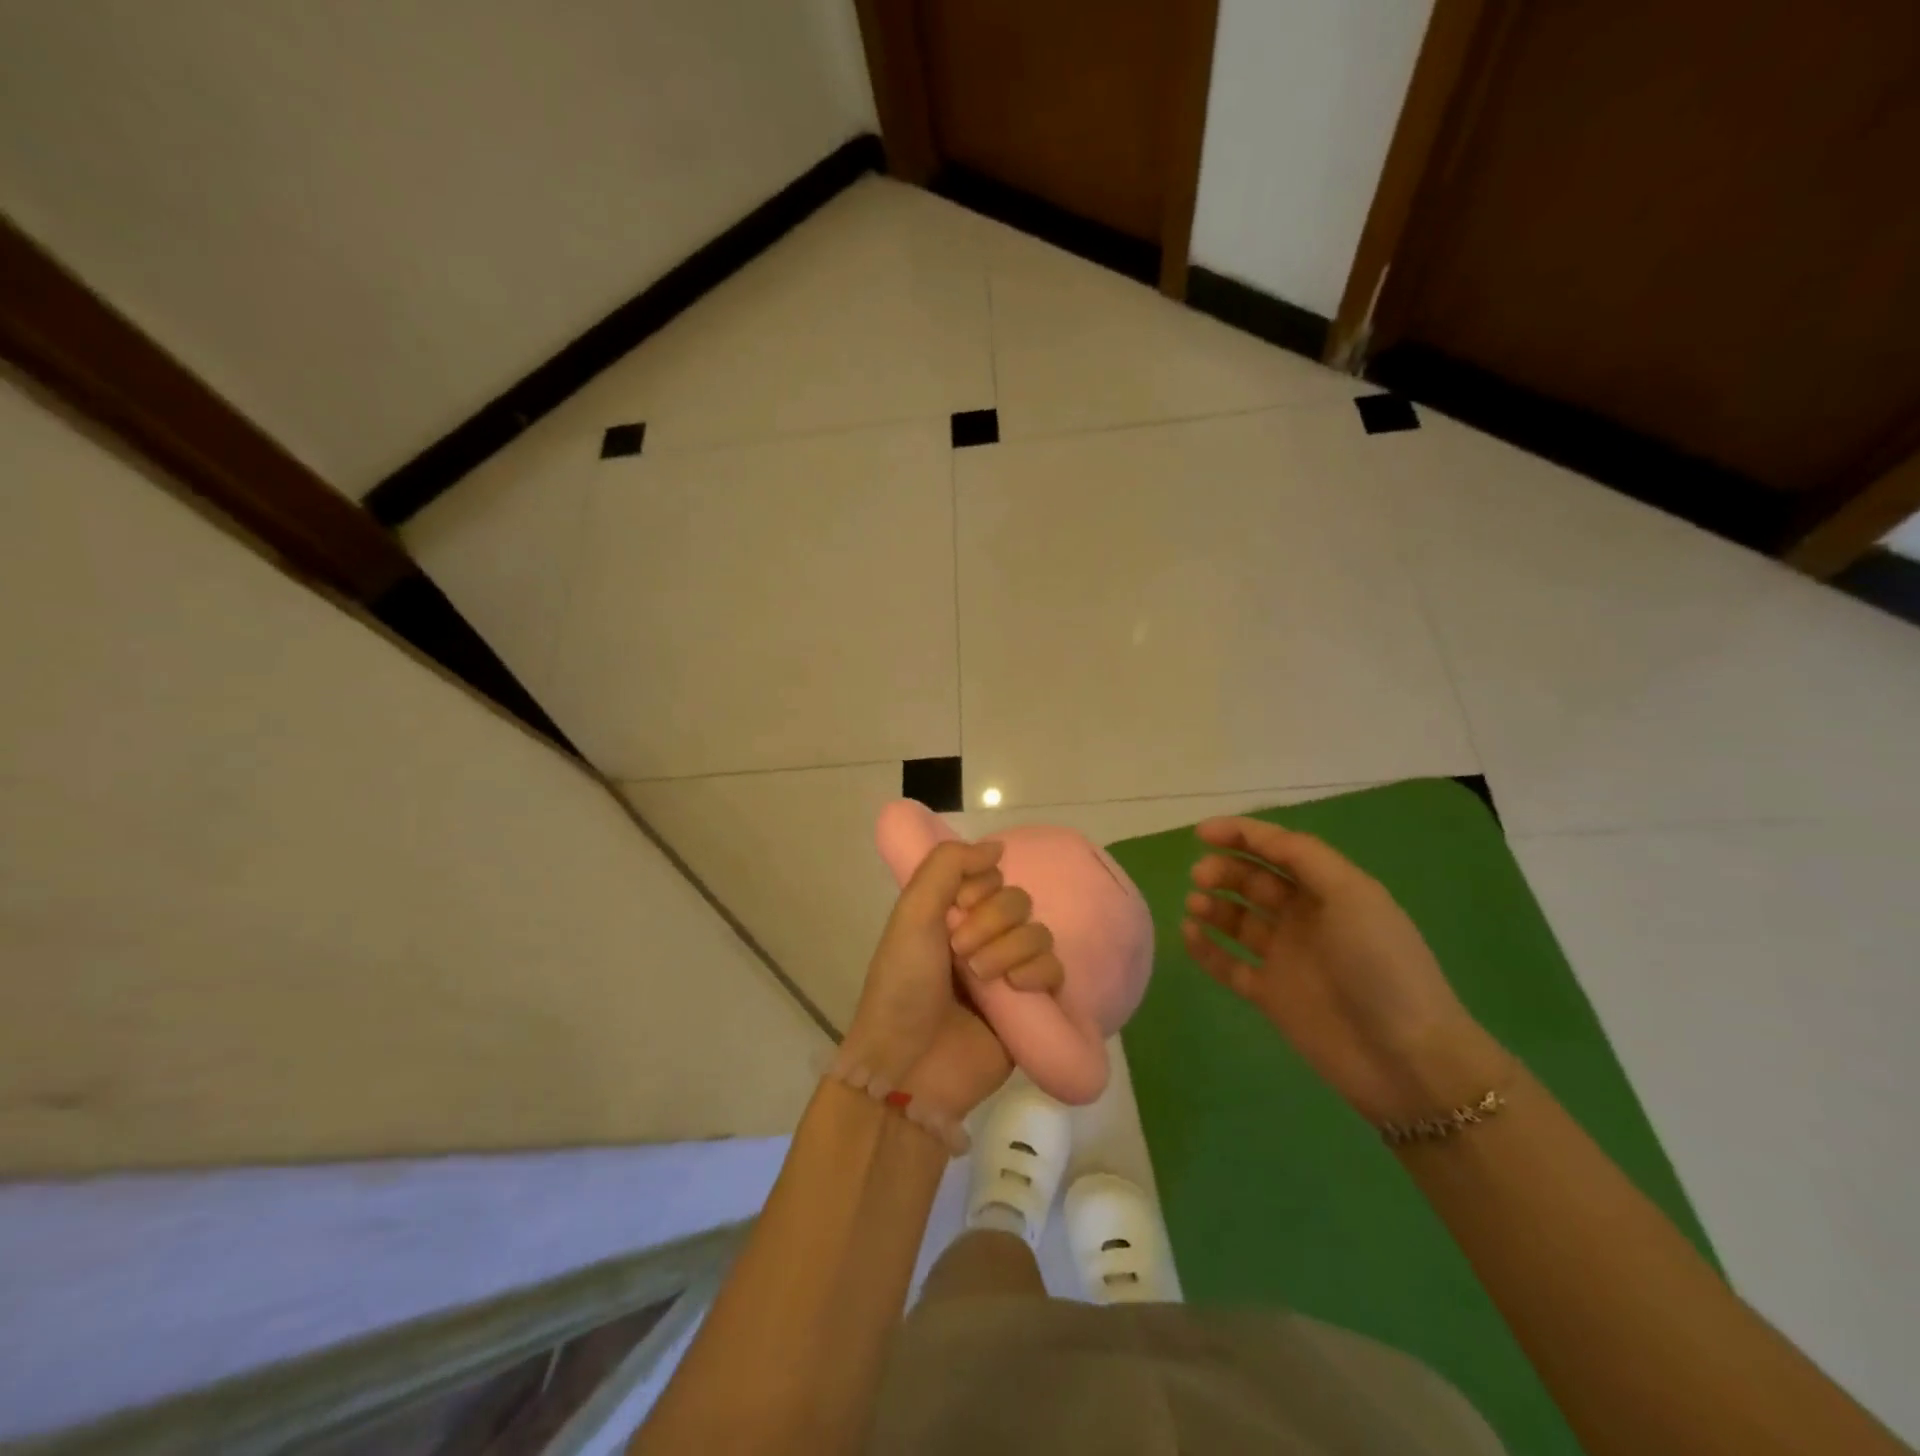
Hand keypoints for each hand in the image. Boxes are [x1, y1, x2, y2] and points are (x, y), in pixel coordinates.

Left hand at [835, 839, 1063, 1146]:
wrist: (910, 1066)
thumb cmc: (902, 986)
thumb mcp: (911, 914)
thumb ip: (947, 866)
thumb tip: (996, 846)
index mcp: (951, 914)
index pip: (990, 876)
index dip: (979, 887)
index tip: (957, 907)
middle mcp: (981, 937)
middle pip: (1018, 901)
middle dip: (993, 922)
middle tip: (962, 953)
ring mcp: (1007, 971)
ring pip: (1038, 933)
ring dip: (1011, 949)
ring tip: (983, 978)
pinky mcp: (1030, 1006)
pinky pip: (1055, 969)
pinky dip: (1038, 973)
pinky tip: (1016, 990)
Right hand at [1181, 816, 1509, 1123]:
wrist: (1406, 1058)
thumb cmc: (1381, 965)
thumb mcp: (1352, 895)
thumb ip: (1304, 857)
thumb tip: (1257, 838)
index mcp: (1330, 890)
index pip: (1278, 849)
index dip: (1241, 834)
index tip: (1201, 832)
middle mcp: (1306, 918)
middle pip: (1254, 881)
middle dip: (1224, 870)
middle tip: (1200, 876)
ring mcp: (1286, 958)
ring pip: (1237, 920)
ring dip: (1213, 905)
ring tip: (1195, 906)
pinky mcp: (1270, 995)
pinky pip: (1228, 964)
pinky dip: (1205, 947)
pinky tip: (1188, 934)